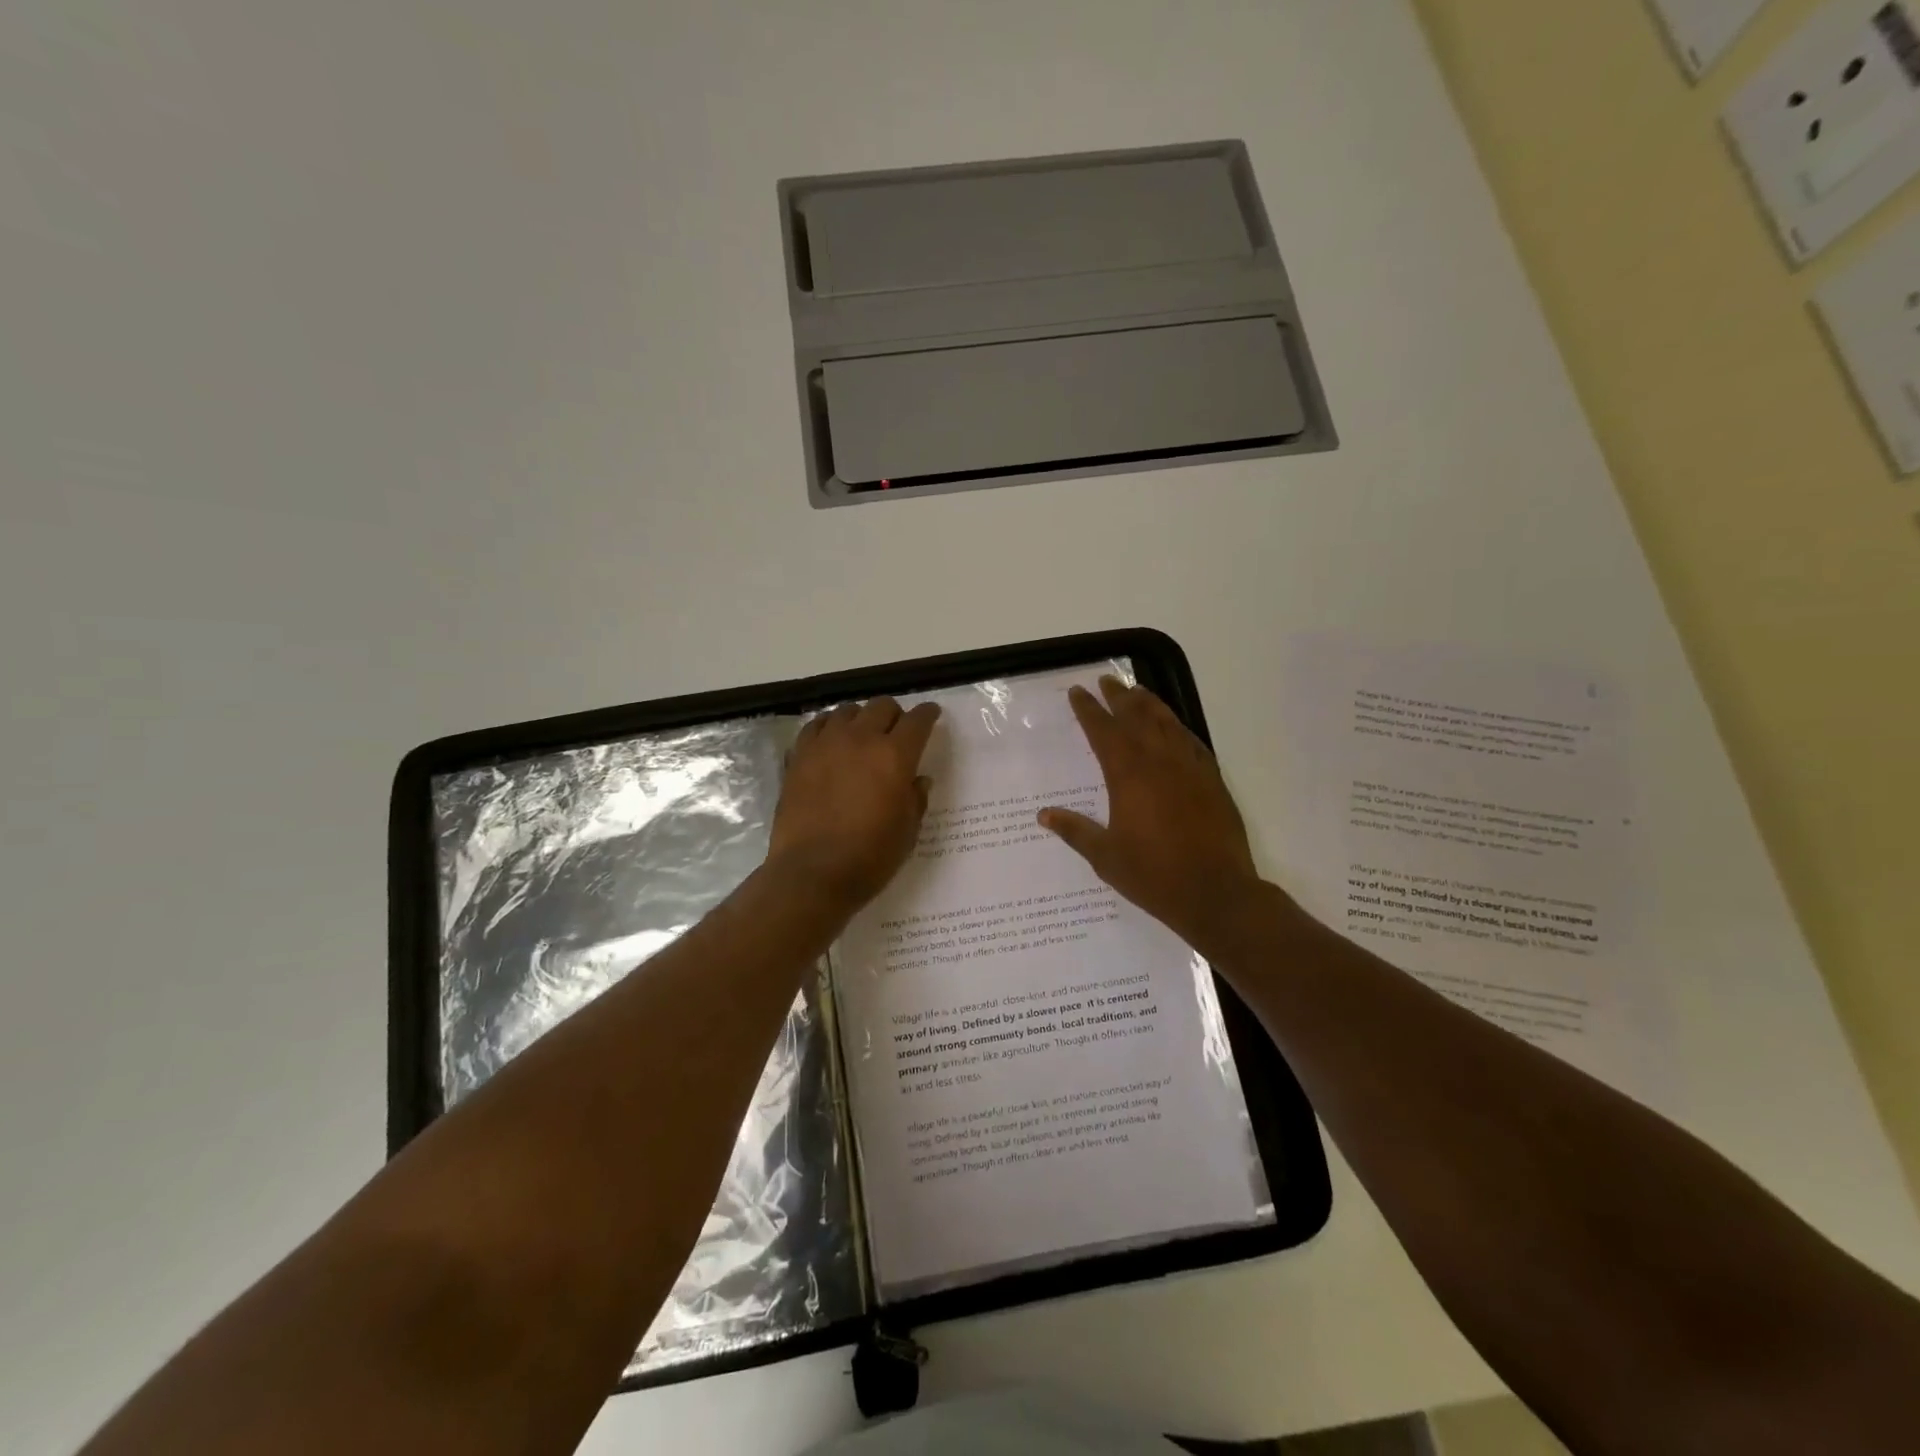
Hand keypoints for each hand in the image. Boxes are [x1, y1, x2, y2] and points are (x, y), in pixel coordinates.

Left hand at [768, 697, 941, 910]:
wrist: (812, 873)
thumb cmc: (869, 857)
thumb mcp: (907, 832)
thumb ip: (915, 799)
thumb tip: (918, 779)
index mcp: (894, 756)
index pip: (917, 721)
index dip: (928, 714)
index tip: (931, 715)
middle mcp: (861, 739)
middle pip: (882, 706)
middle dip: (894, 715)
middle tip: (896, 732)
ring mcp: (826, 744)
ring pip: (848, 710)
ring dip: (861, 718)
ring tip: (862, 735)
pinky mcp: (799, 756)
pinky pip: (816, 726)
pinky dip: (829, 727)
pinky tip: (831, 742)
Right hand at [1039, 676, 1262, 953]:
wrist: (1216, 893)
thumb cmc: (1153, 875)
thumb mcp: (1105, 856)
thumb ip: (1075, 831)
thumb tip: (1044, 815)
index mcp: (1128, 775)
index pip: (1103, 731)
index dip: (1088, 710)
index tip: (1078, 692)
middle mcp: (1159, 761)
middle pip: (1136, 717)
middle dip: (1119, 697)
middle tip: (1107, 680)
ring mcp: (1190, 767)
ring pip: (1167, 723)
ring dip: (1150, 704)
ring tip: (1137, 691)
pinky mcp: (1212, 779)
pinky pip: (1192, 741)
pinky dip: (1178, 728)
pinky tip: (1174, 727)